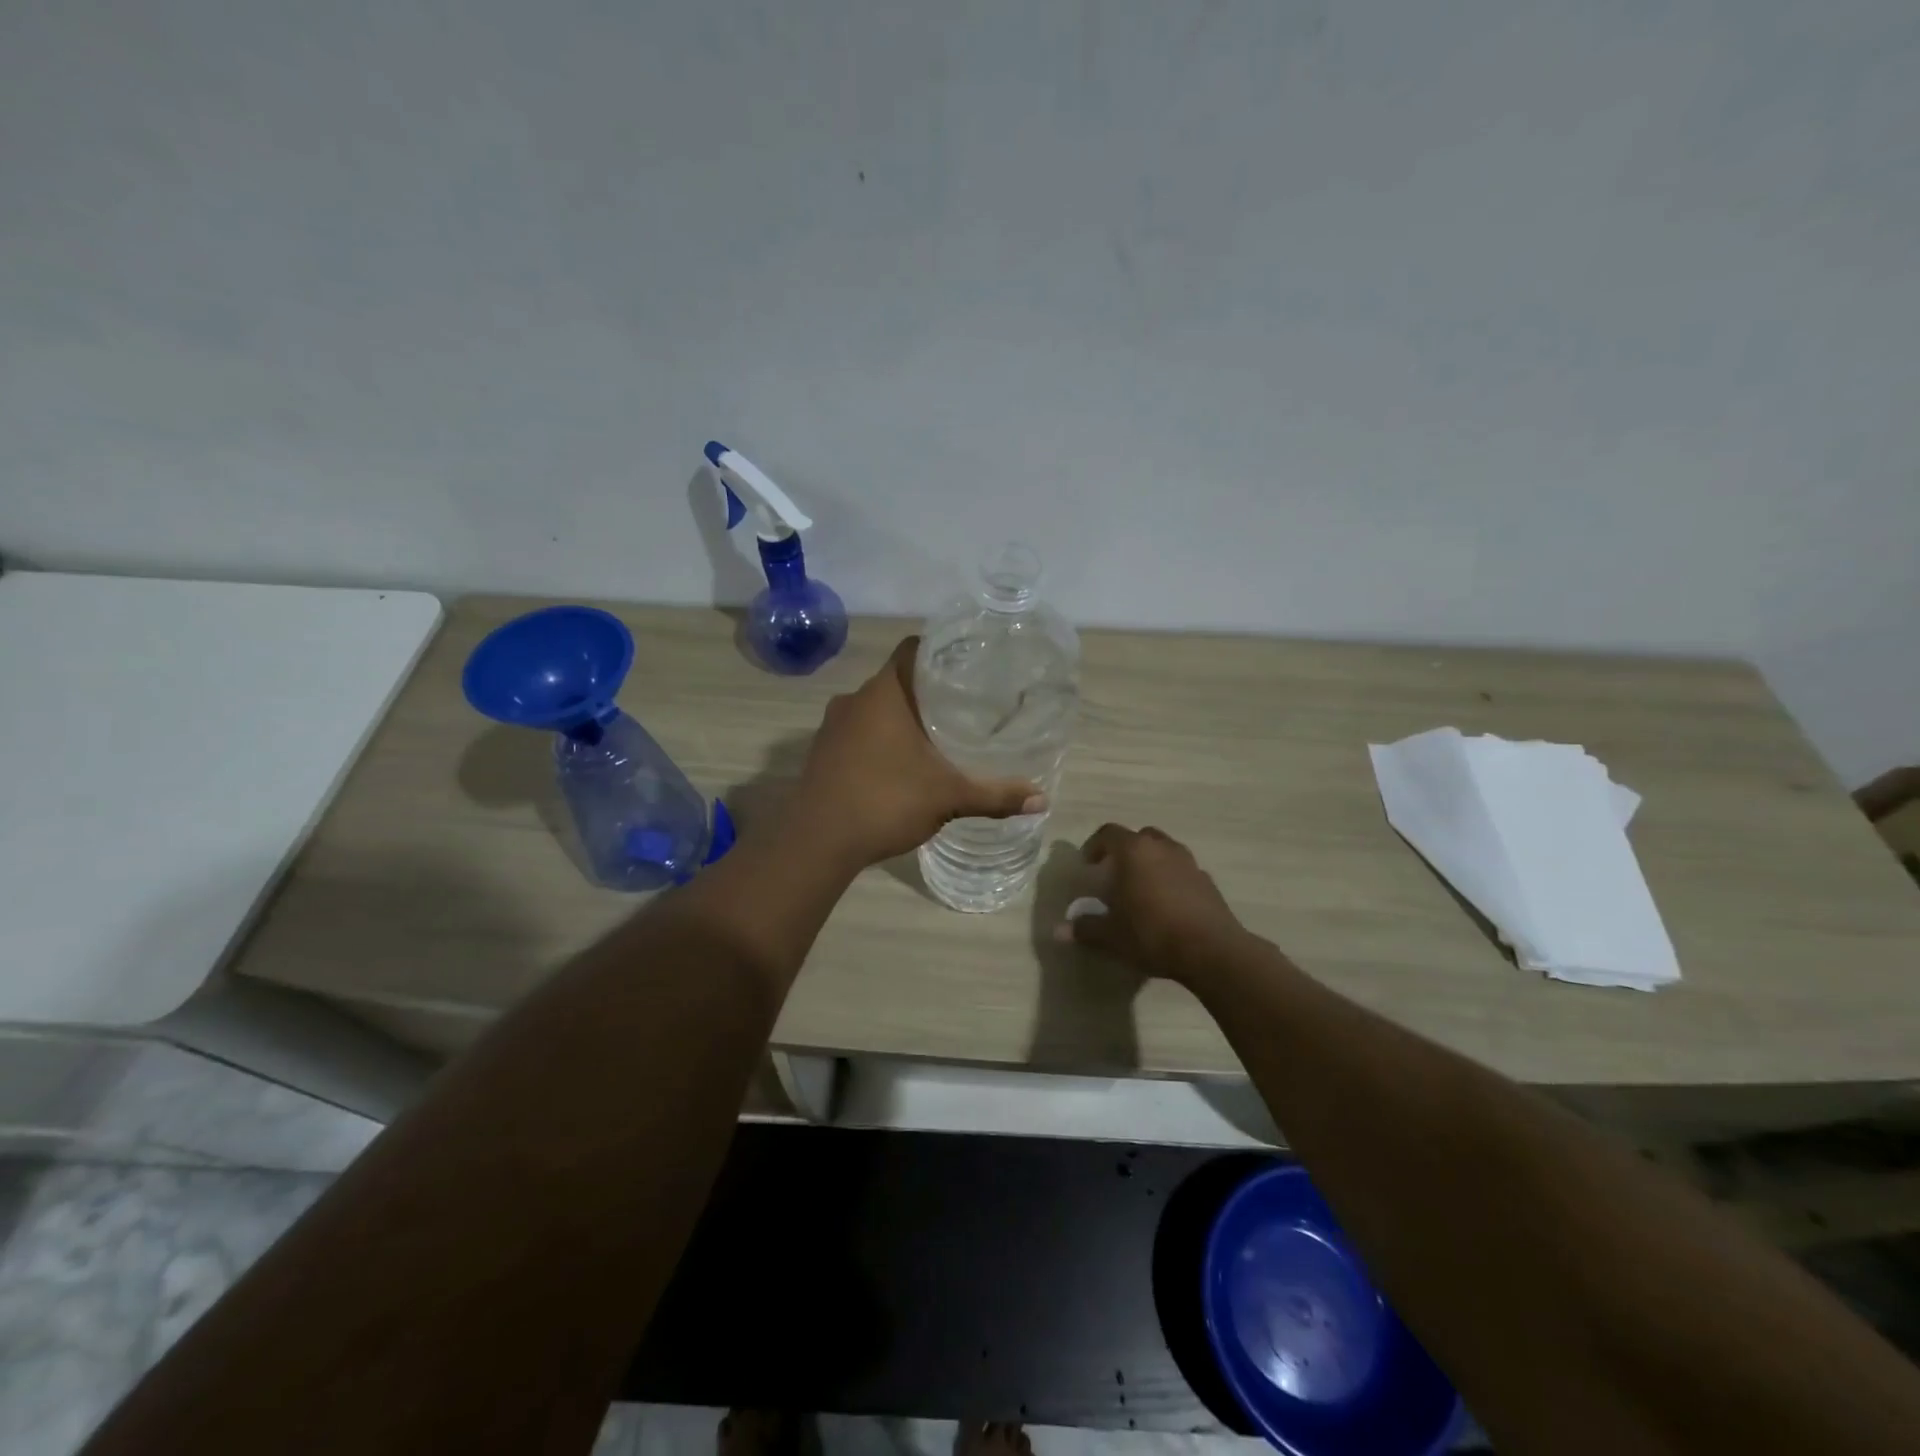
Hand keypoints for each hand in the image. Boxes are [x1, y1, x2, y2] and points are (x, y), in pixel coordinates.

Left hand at [792, 637, 1042, 867]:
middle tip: (961, 705)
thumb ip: (994, 795)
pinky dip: (877, 739)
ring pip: (874, 708)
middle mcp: (854, 699)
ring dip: (899, 717)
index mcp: (885, 693)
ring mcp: (832, 726)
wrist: (817, 841)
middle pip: (895, 679)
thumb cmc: (886, 801)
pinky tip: (898, 763)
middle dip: (925, 690)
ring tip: (934, 734)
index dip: (939, 651)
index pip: (912, 649)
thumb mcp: (948, 797)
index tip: (966, 665)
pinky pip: (856, 732)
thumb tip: (1042, 799)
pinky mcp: (822, 752)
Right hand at [1059, 824, 1248, 982]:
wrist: (1211, 950)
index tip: (1088, 865)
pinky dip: (1171, 880)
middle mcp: (1161, 847)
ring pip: (1163, 851)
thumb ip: (1085, 928)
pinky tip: (1167, 906)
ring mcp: (1188, 862)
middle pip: (1139, 837)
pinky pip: (1182, 871)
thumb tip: (1059, 931)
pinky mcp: (1207, 881)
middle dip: (1124, 852)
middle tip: (1114, 875)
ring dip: (1150, 864)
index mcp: (1134, 851)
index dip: (1094, 846)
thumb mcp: (1111, 936)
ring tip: (1141, 890)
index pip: (1108, 833)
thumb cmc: (1152, 933)